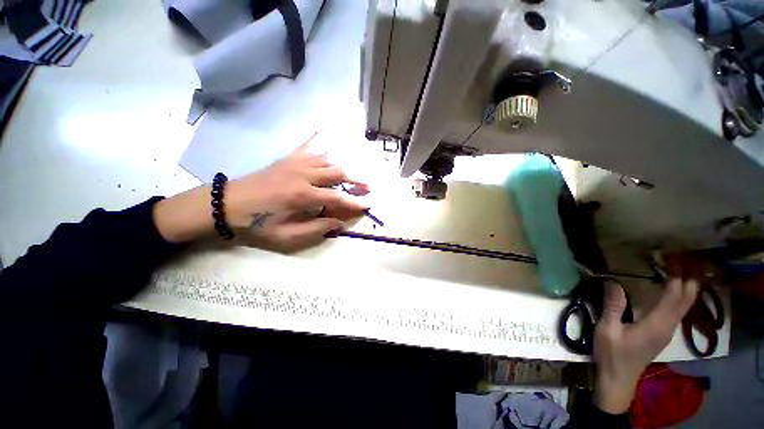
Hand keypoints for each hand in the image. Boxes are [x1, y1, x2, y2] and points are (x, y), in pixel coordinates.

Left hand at [224, 141, 367, 247]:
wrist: (226, 204)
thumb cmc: (256, 223)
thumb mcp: (286, 235)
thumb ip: (316, 228)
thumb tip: (339, 223)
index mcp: (303, 196)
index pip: (338, 198)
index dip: (355, 203)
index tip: (367, 206)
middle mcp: (303, 175)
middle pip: (338, 173)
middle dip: (356, 180)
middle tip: (367, 188)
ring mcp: (295, 163)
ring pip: (328, 160)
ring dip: (343, 168)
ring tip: (353, 176)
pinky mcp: (288, 158)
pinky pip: (309, 146)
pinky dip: (320, 138)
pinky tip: (328, 129)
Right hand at [593, 256, 699, 413]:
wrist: (619, 378)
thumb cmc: (612, 354)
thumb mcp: (607, 330)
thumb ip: (612, 306)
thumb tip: (613, 282)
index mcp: (656, 325)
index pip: (676, 296)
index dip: (678, 275)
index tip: (672, 256)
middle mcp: (668, 326)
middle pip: (687, 298)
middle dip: (689, 275)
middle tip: (681, 254)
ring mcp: (668, 330)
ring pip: (686, 303)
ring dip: (687, 283)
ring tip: (679, 265)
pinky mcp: (663, 331)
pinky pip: (679, 308)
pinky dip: (681, 293)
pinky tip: (674, 285)